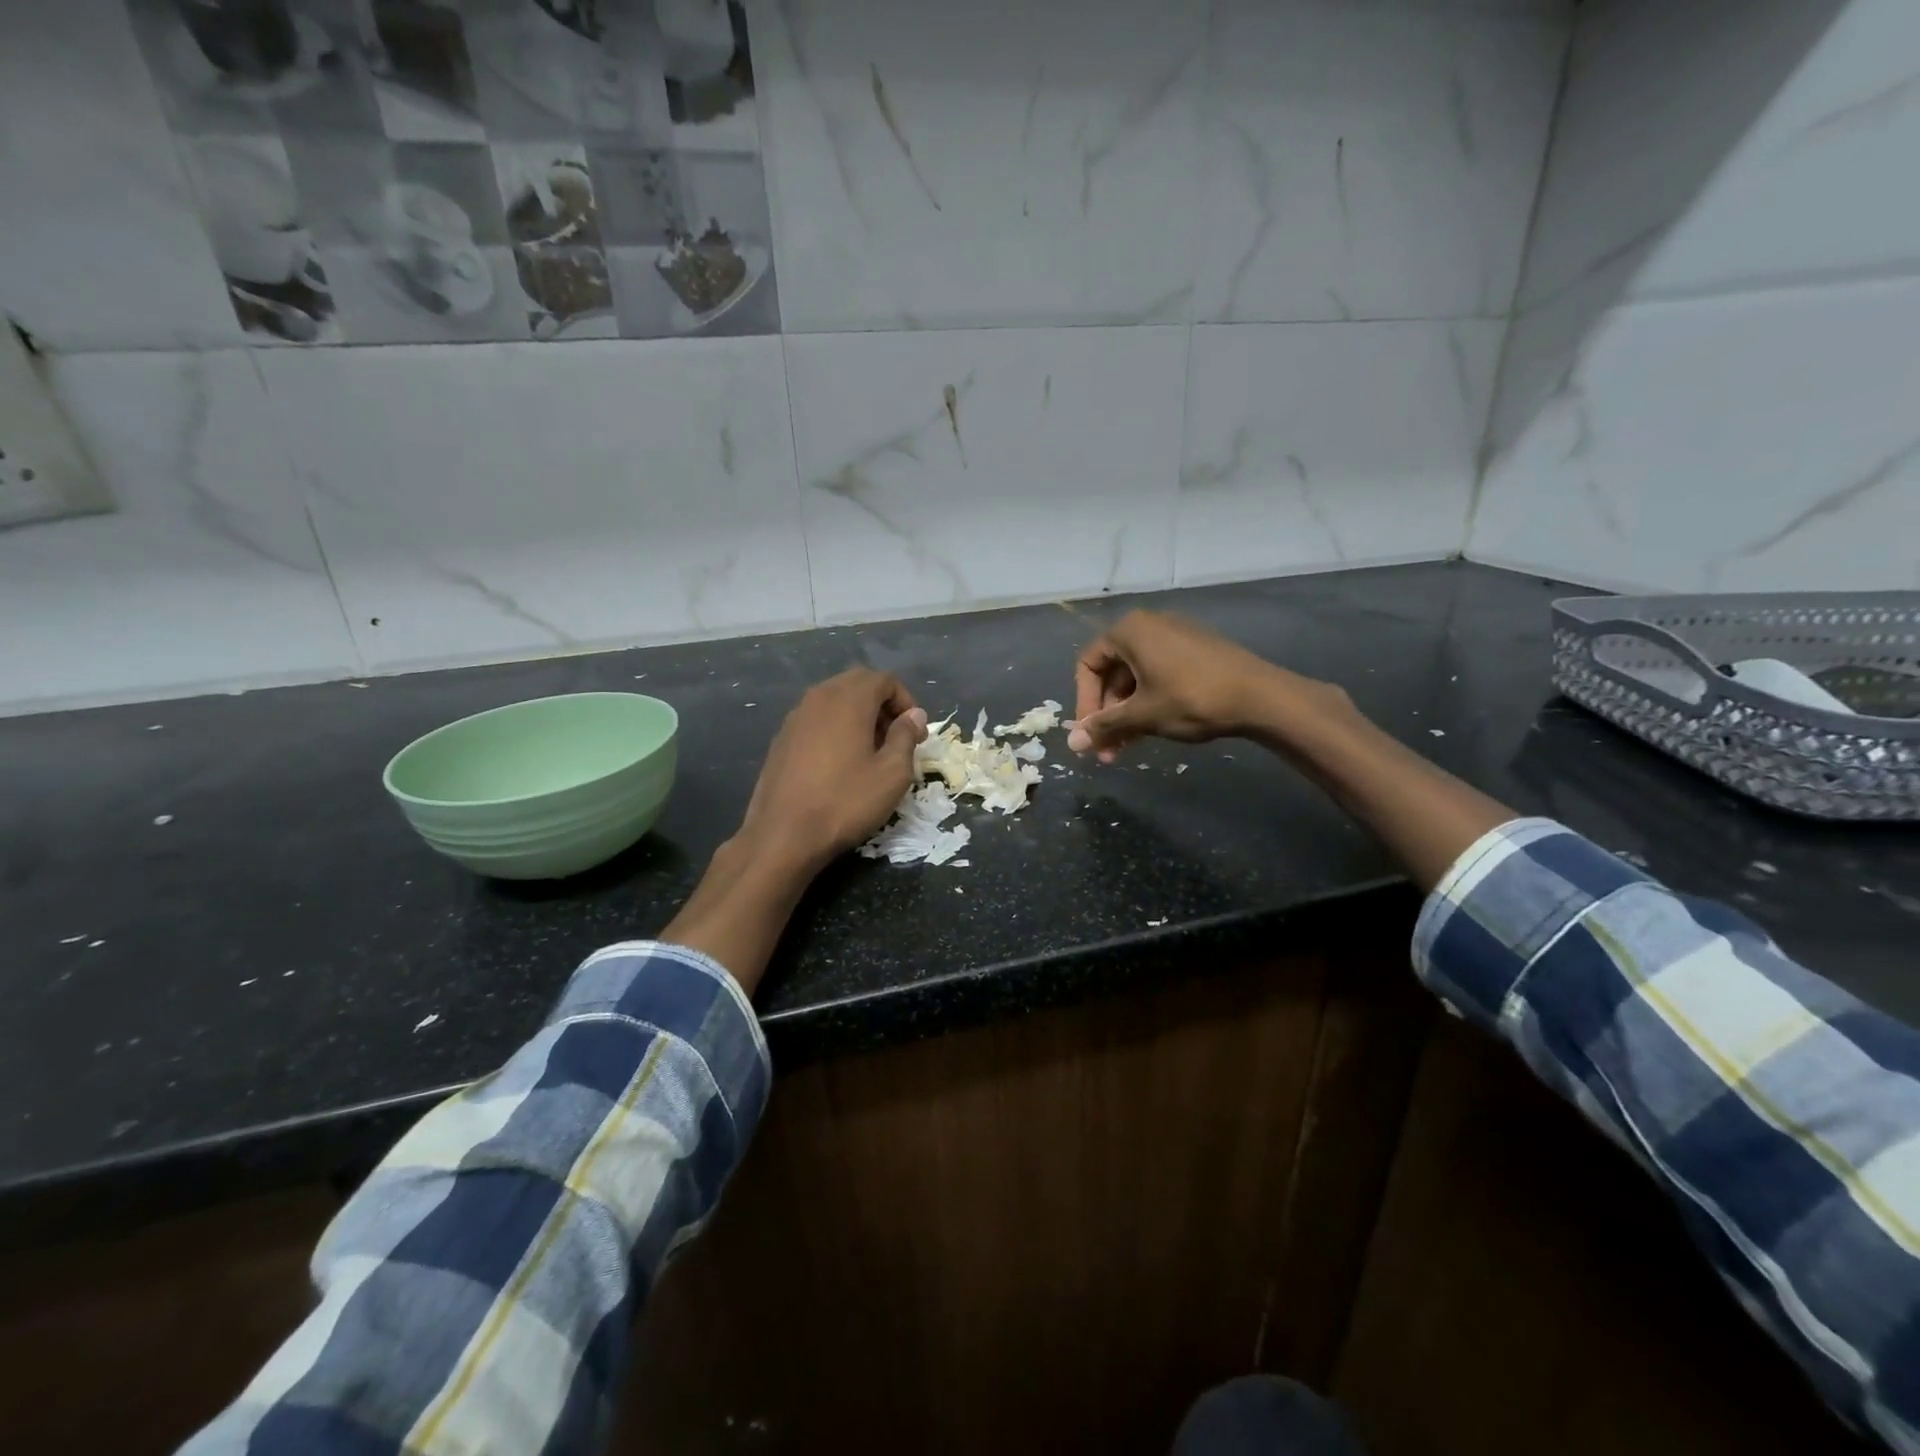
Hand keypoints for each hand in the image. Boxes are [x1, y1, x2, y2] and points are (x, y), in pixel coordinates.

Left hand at [737, 668, 927, 868]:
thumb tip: (914, 715)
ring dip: (858, 716)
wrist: (783, 834)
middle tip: (896, 738)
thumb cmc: (845, 801)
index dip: (906, 701)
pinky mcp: (781, 739)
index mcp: (848, 699)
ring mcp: (795, 717)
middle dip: (882, 704)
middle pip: (857, 683)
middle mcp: (819, 698)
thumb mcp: (892, 773)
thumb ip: (906, 737)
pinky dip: (835, 729)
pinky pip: (816, 720)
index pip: (884, 679)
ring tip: (870, 751)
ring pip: (834, 701)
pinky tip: (840, 763)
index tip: (916, 733)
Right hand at [1067, 610, 1349, 761]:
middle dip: (1107, 714)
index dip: (1084, 702)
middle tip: (1107, 750)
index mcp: (1129, 631)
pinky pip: (1158, 675)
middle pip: (1113, 673)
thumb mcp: (1141, 715)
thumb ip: (1104, 726)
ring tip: (1126, 749)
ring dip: (1126, 714)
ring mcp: (1175, 637)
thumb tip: (1072, 744)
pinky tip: (1150, 731)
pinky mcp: (1195, 651)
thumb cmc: (1191, 699)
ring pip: (1136, 678)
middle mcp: (1148, 626)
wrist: (1261, 696)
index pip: (1088, 665)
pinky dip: (1148, 702)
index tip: (1090, 733)